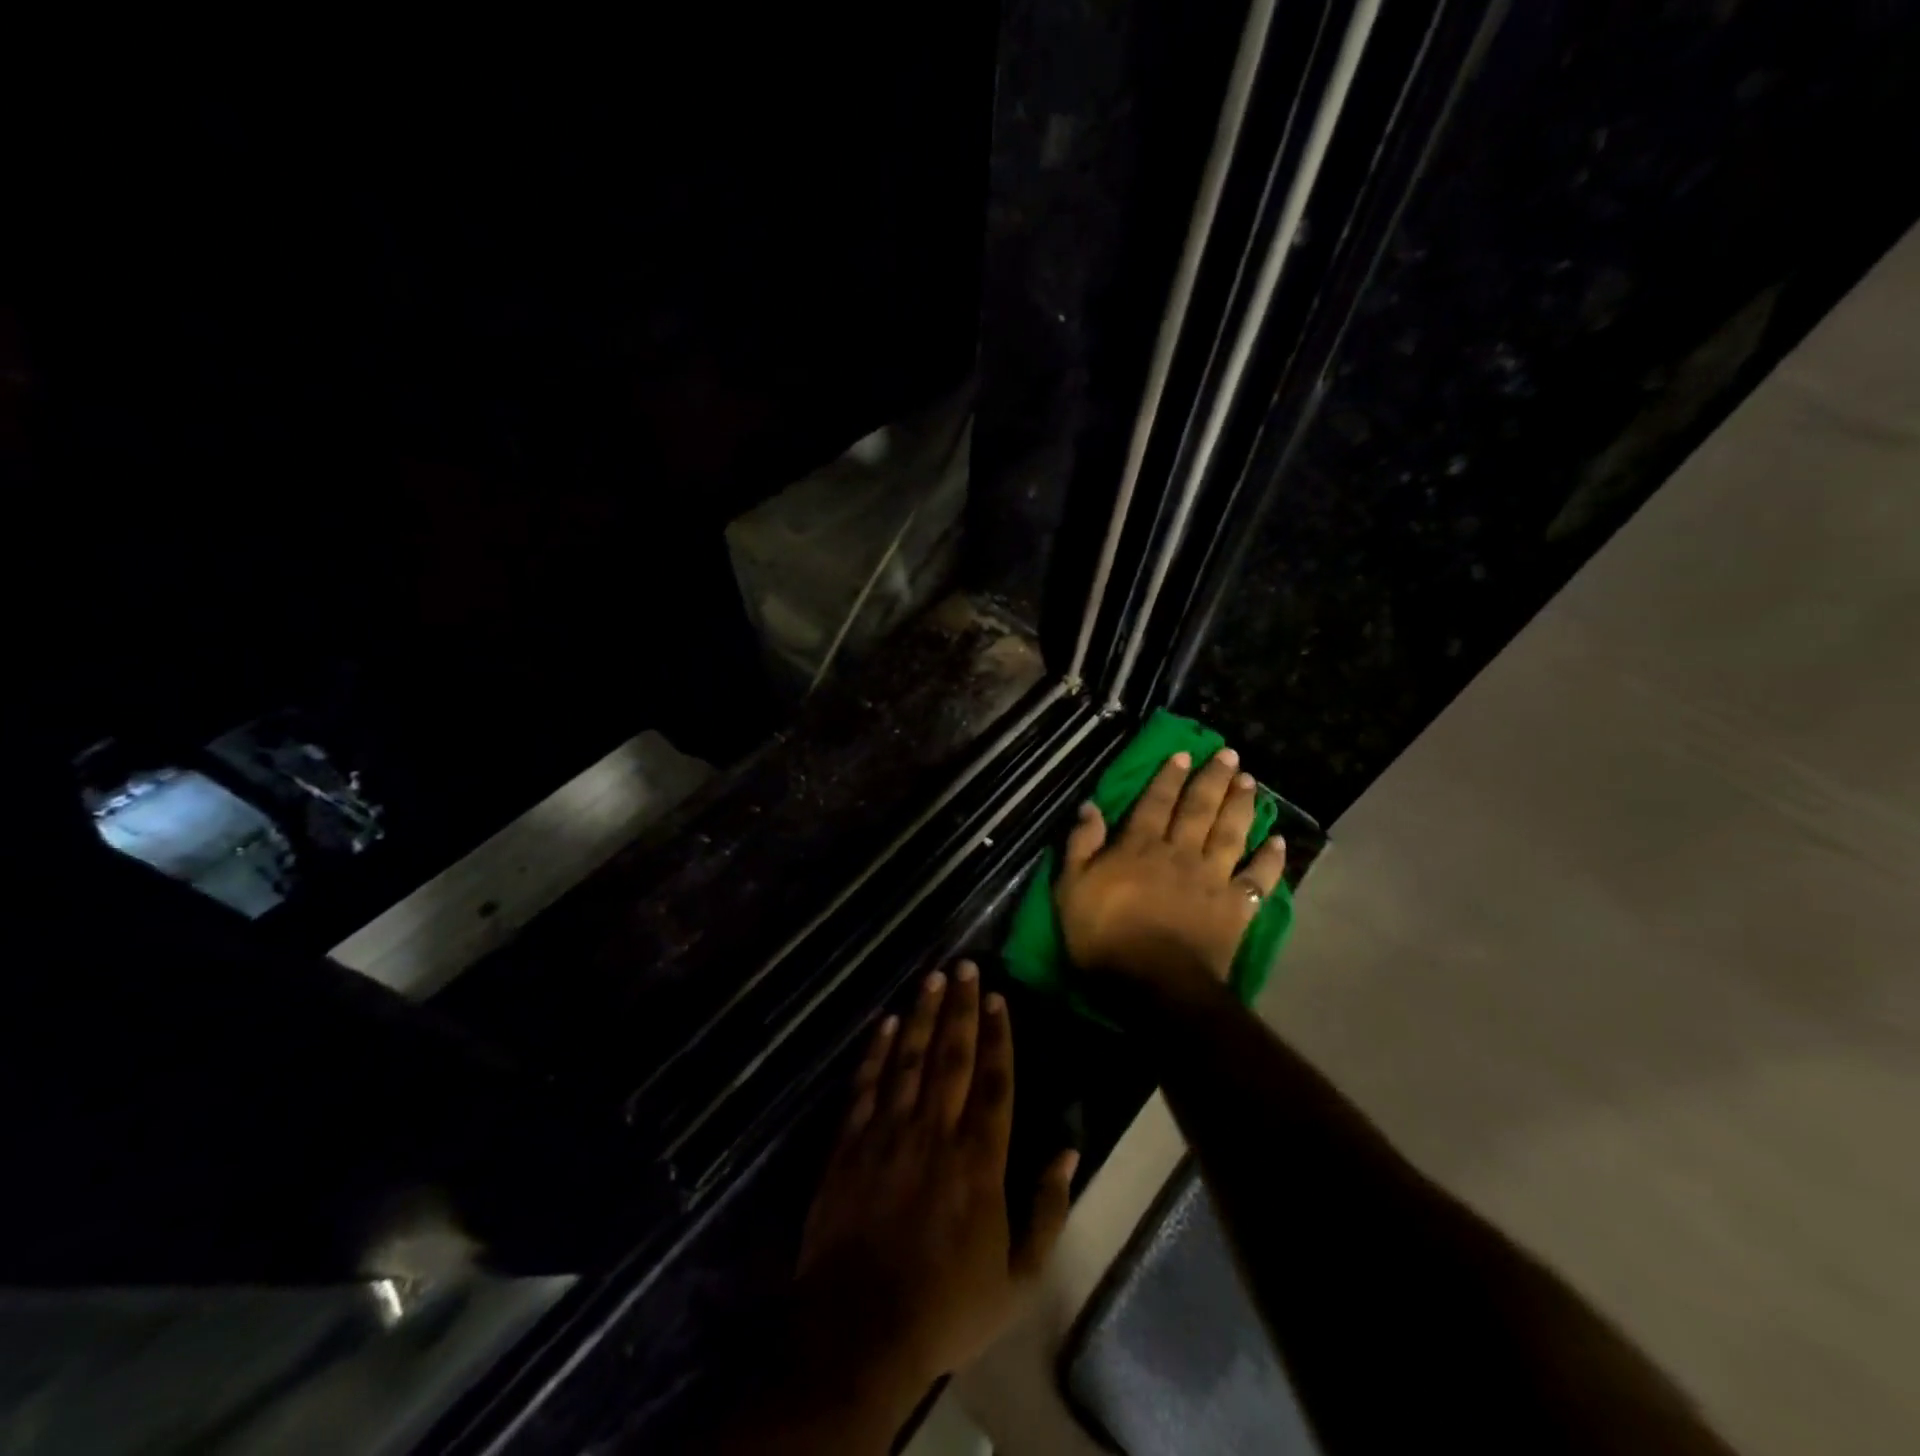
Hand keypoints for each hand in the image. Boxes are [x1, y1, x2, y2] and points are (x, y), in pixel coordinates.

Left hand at [794, 962, 1078, 1399]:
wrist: (858, 1333)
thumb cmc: (946, 1307)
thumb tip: (1070, 1151)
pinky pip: (865, 1086)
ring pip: (908, 1059)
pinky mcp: (849, 1145)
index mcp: (978, 1161)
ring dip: (921, 1015)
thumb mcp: (1018, 1278)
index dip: (998, 1036)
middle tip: (964, 965)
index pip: (994, 1082)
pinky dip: (876, 1051)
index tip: (997, 997)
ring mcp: (887, 1134)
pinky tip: (885, 1023)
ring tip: (932, 977)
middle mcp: (934, 1132)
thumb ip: (1047, 1211)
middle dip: (960, 1008)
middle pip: (952, 1056)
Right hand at [1056, 747, 1286, 997]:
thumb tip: (1091, 806)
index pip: (1155, 802)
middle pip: (1199, 809)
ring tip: (1251, 782)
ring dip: (1241, 805)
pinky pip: (1258, 878)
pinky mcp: (1235, 907)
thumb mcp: (1072, 889)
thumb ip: (1081, 845)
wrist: (1154, 984)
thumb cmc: (1104, 937)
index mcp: (1140, 847)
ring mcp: (1212, 878)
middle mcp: (1180, 853)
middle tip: (1229, 755)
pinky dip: (1271, 860)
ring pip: (1230, 833)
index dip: (1168, 777)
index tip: (1184, 754)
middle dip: (1213, 779)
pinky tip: (1279, 841)